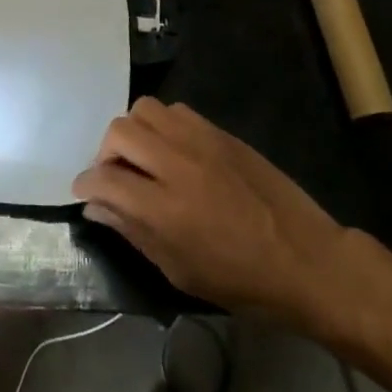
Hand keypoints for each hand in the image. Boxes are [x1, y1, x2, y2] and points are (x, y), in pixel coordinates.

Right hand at [73, 98, 351, 332]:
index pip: (105, 179)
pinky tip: (172, 151)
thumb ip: (134, 232)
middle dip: (105, 153)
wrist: (307, 260)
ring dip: (133, 133)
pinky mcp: (220, 133)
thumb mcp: (180, 271)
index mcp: (165, 209)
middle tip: (113, 177)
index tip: (84, 192)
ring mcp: (201, 142)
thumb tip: (96, 207)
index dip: (85, 184)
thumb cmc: (242, 282)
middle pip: (120, 132)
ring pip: (145, 110)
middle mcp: (177, 165)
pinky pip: (176, 111)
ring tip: (142, 159)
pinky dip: (162, 126)